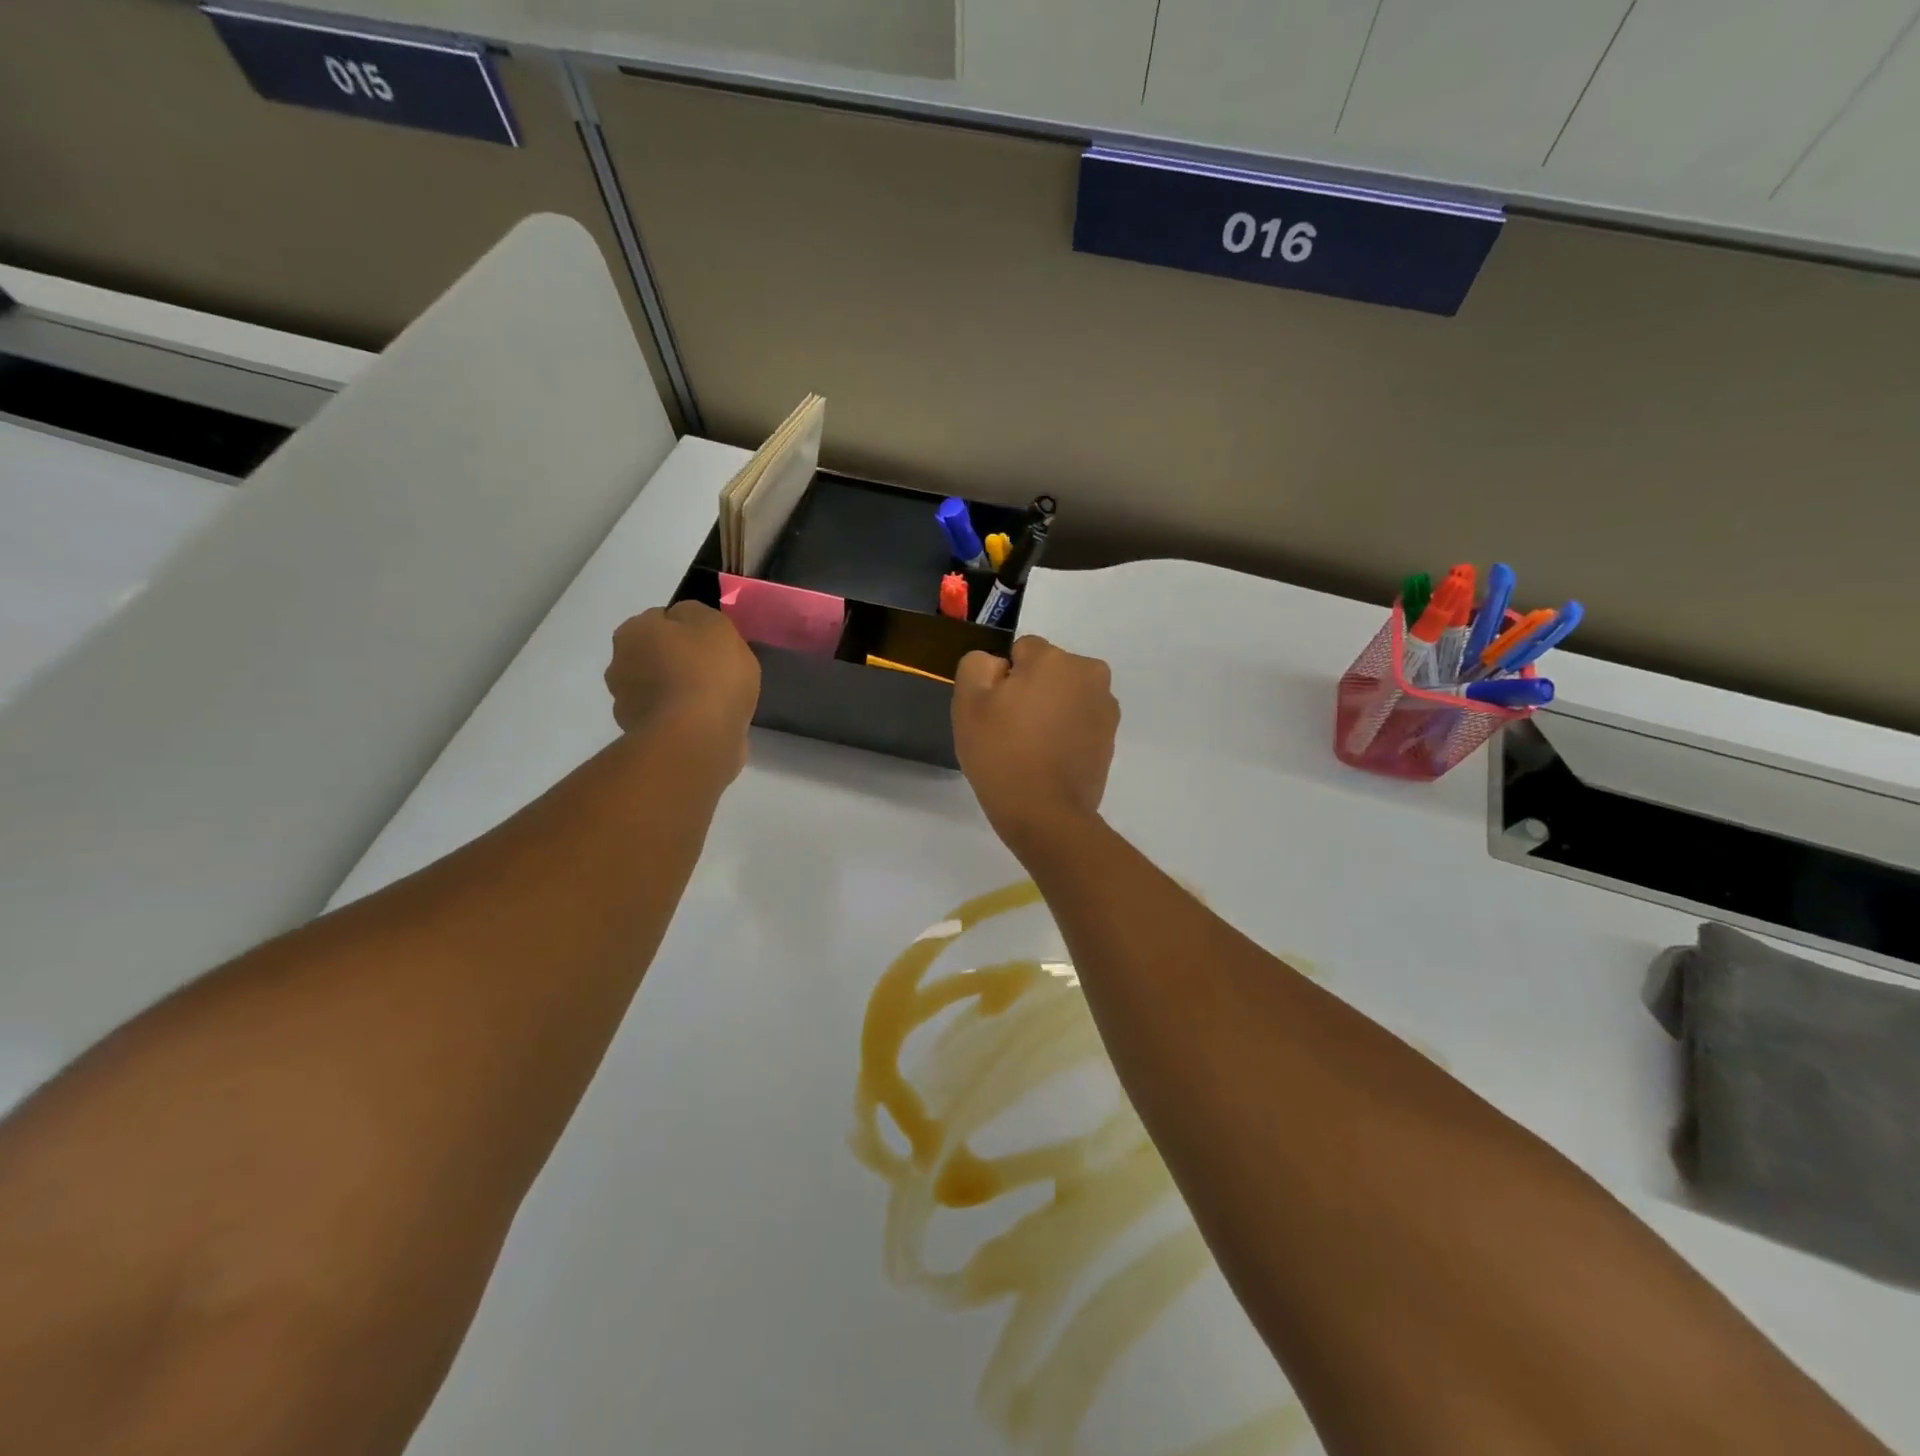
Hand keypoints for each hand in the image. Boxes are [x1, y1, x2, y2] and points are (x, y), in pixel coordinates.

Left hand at [605, 602, 760, 778]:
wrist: (697, 739)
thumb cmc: (708, 673)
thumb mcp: (716, 625)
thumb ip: (697, 615)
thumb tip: (685, 622)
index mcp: (633, 631)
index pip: (661, 620)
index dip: (690, 630)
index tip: (713, 645)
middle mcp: (620, 664)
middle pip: (655, 655)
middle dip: (678, 662)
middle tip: (715, 673)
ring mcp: (627, 704)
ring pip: (659, 689)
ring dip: (678, 693)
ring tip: (714, 704)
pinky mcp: (642, 737)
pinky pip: (668, 719)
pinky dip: (683, 720)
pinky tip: (707, 725)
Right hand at [952, 635, 1118, 848]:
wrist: (1045, 814)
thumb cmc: (1002, 754)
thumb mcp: (968, 702)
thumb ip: (978, 665)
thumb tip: (1000, 666)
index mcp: (1054, 658)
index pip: (1021, 651)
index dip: (1003, 680)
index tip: (995, 712)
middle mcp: (1089, 673)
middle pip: (1048, 671)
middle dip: (1032, 690)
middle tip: (1012, 730)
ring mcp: (1105, 706)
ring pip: (1066, 695)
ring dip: (1051, 710)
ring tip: (1032, 748)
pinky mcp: (1111, 737)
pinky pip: (1080, 721)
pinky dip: (1066, 732)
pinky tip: (1050, 760)